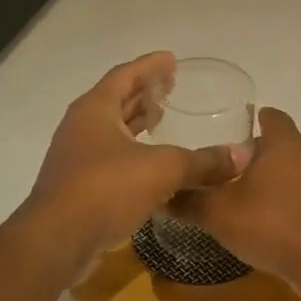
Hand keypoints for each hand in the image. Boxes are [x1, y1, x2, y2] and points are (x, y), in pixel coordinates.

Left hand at [22, 52, 250, 275]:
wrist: (57, 241)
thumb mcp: (163, 169)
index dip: (150, 66)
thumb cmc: (106, 189)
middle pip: (116, 101)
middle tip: (172, 87)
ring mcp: (78, 158)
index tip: (172, 60)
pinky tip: (155, 166)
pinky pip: (112, 159)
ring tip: (164, 119)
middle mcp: (82, 128)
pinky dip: (135, 153)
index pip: (125, 76)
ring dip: (137, 124)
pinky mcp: (80, 187)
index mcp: (95, 110)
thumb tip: (243, 155)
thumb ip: (203, 161)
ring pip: (113, 131)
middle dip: (144, 93)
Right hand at [174, 108, 300, 292]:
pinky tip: (266, 219)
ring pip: (292, 168)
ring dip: (271, 179)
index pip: (269, 116)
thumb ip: (189, 199)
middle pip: (279, 143)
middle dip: (255, 154)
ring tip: (242, 197)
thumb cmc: (271, 224)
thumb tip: (163, 192)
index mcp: (284, 141)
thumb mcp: (218, 213)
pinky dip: (286, 199)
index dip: (248, 121)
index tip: (226, 136)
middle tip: (224, 171)